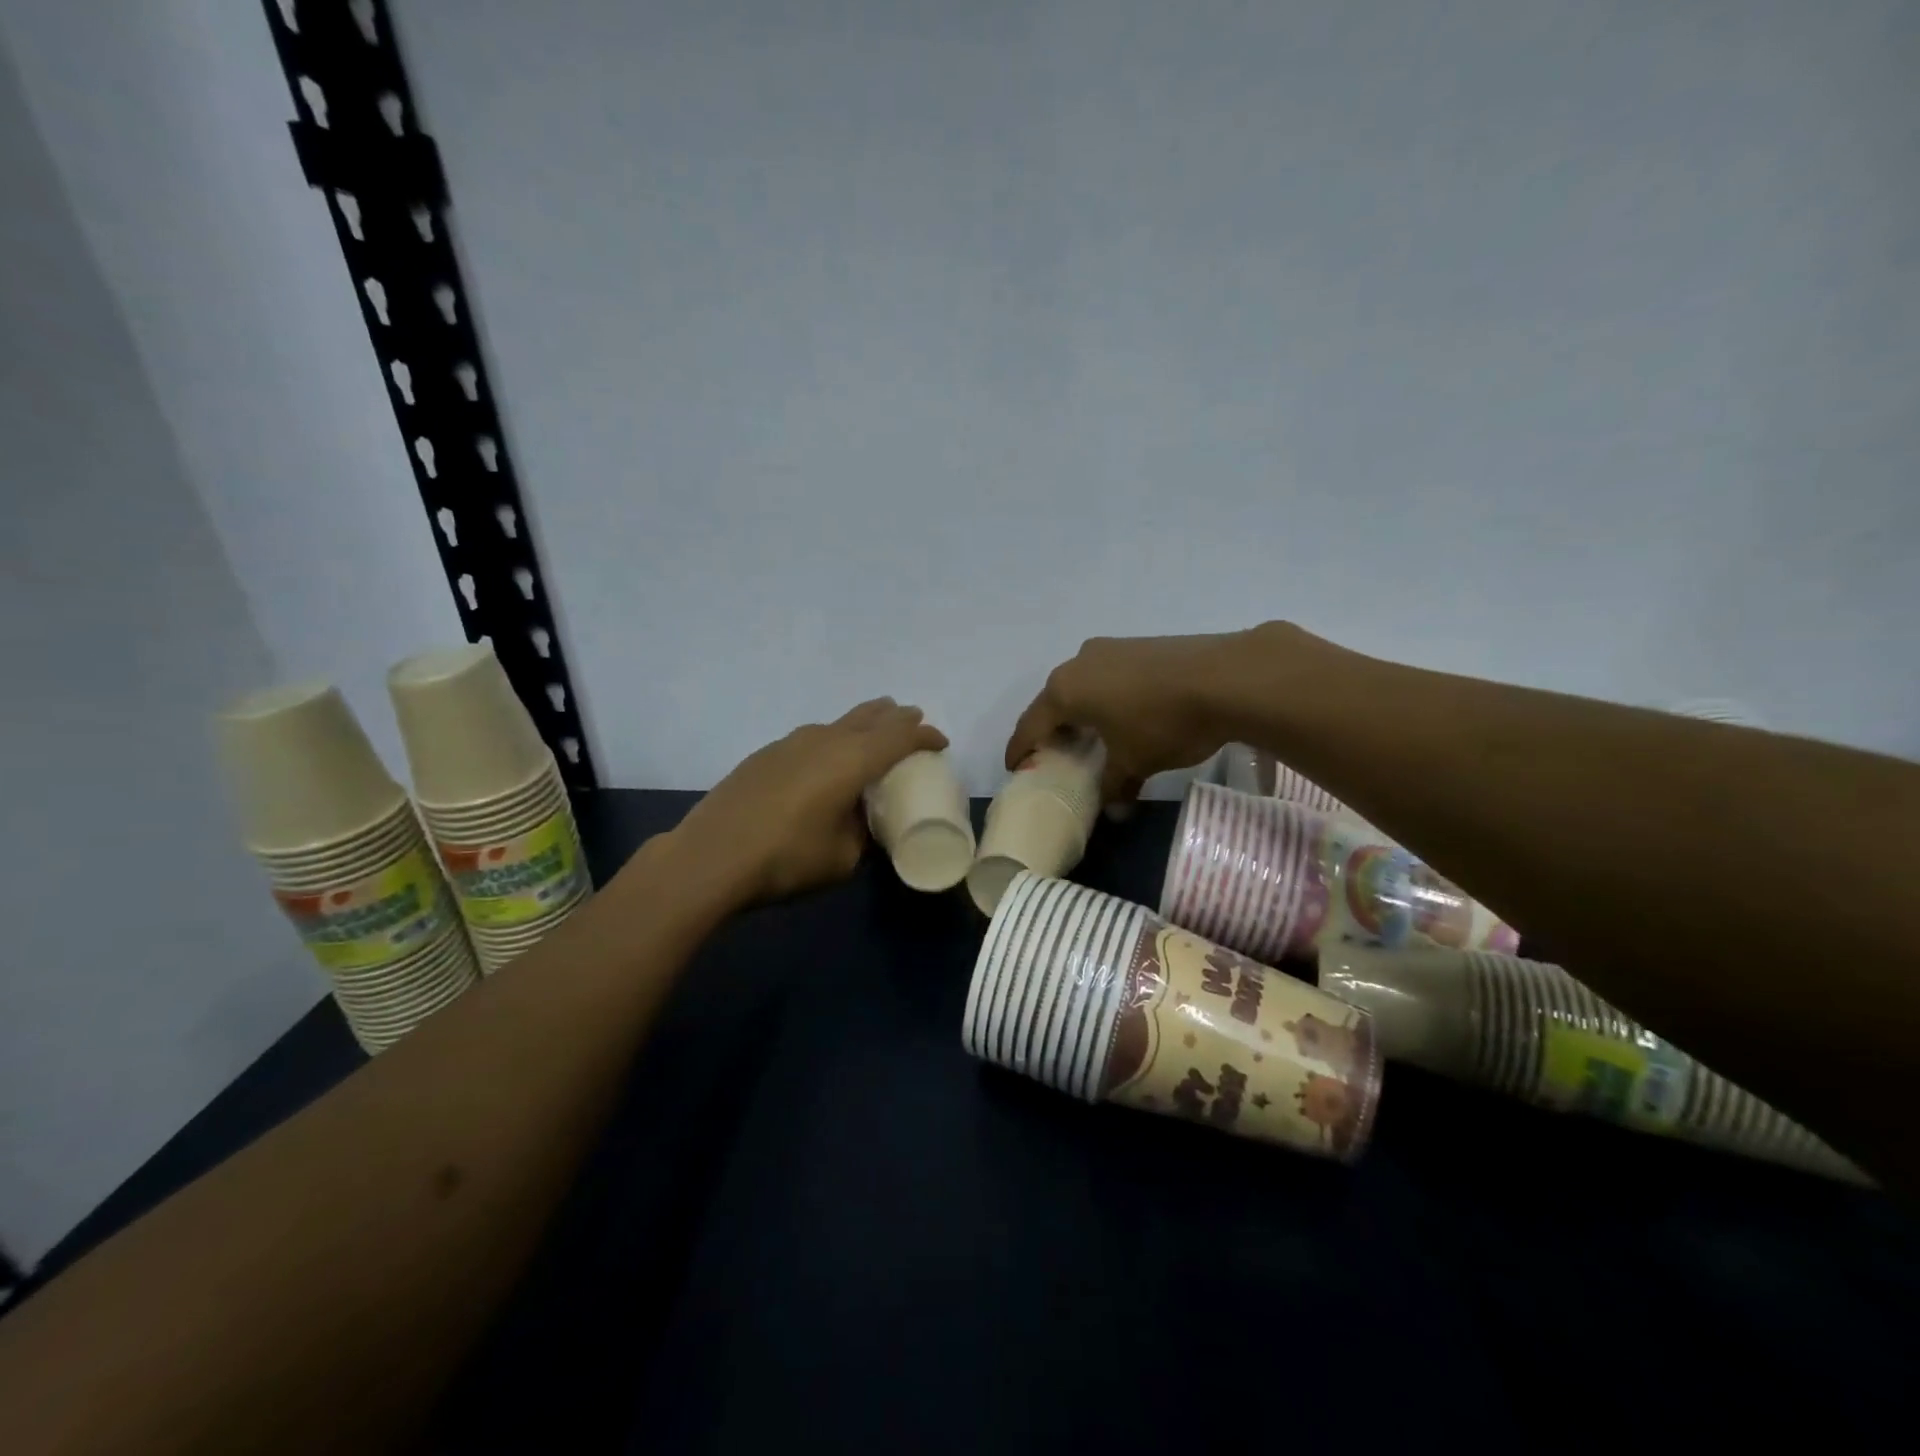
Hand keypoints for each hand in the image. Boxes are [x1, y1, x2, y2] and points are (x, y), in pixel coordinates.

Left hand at [674, 698, 947, 904]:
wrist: (710, 856)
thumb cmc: (787, 859)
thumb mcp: (842, 858)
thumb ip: (861, 834)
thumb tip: (860, 822)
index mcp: (852, 761)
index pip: (900, 737)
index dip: (924, 736)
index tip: (940, 742)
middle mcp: (825, 741)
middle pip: (869, 717)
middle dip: (895, 717)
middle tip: (911, 717)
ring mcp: (790, 743)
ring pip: (837, 723)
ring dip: (862, 723)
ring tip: (872, 729)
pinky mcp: (765, 755)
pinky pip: (812, 736)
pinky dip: (831, 739)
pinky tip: (824, 757)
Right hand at [1006, 629, 1271, 801]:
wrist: (1227, 676)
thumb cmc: (1163, 723)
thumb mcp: (1134, 762)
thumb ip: (1115, 786)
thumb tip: (1114, 811)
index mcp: (1065, 691)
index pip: (1030, 725)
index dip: (1020, 750)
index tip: (1014, 768)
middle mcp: (1078, 663)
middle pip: (1054, 702)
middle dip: (1052, 729)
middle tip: (1055, 756)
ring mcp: (1110, 648)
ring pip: (1083, 685)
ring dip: (1081, 711)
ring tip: (1091, 737)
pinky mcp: (1138, 645)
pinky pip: (1109, 676)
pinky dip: (1106, 697)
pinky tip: (1123, 715)